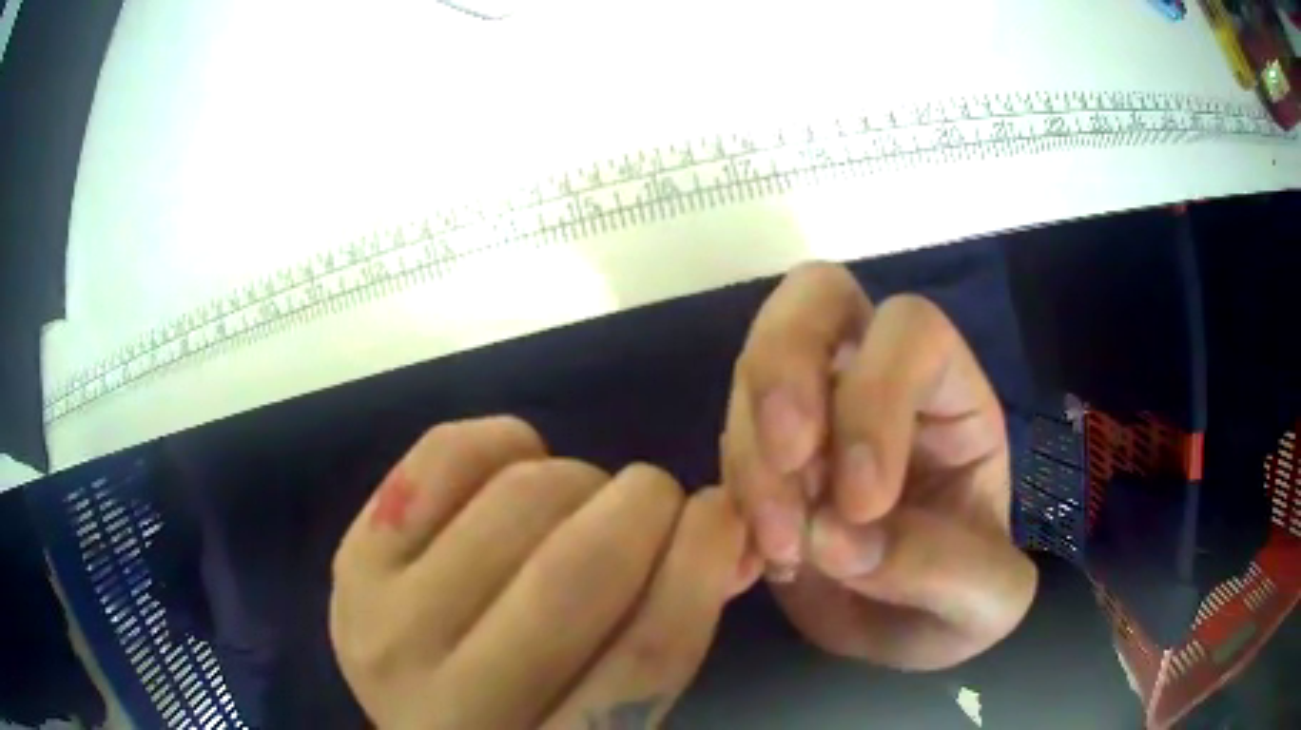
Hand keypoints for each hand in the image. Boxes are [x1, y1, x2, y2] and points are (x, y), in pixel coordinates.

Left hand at [330, 417, 759, 728]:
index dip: (702, 563)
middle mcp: (454, 703)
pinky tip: (521, 462)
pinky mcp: (351, 561)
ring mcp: (387, 626)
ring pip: (518, 502)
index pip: (647, 654)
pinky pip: (445, 459)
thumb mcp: (612, 711)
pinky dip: (504, 440)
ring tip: (585, 497)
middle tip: (659, 498)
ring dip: (580, 477)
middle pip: (577, 572)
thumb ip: (675, 632)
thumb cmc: (535, 719)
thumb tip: (733, 532)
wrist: (422, 716)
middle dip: (646, 504)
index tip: (725, 514)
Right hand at [722, 263, 1036, 670]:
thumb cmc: (962, 607)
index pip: (912, 333)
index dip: (877, 396)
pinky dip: (728, 499)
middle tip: (786, 459)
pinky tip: (753, 565)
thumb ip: (945, 570)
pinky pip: (727, 444)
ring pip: (757, 371)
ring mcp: (813, 414)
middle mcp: (878, 384)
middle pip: (819, 297)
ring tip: (782, 551)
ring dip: (752, 458)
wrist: (902, 640)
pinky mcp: (763, 458)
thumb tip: (840, 539)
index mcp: (952, 398)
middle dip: (785, 364)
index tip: (862, 503)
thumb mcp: (989, 603)